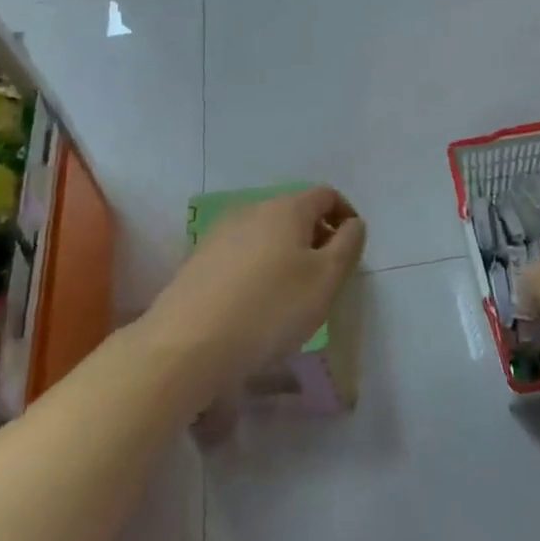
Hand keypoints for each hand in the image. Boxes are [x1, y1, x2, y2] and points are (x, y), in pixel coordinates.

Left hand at [144, 187, 365, 395]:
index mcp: (287, 207)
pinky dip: (258, 270)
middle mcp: (253, 209)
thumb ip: (348, 245)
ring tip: (290, 295)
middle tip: (325, 277)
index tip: (351, 251)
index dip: (346, 216)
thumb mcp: (326, 280)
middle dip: (316, 237)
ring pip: (267, 234)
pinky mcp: (198, 260)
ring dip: (286, 254)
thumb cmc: (270, 308)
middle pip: (296, 212)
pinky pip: (241, 254)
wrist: (186, 345)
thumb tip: (353, 224)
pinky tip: (255, 305)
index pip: (326, 195)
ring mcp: (221, 232)